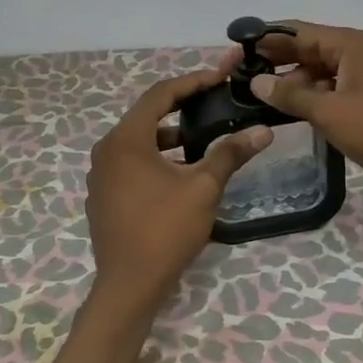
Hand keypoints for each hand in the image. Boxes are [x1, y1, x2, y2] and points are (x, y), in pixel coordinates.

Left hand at [85, 66, 273, 315]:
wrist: (129, 285)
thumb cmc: (165, 229)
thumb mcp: (203, 188)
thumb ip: (230, 154)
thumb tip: (262, 131)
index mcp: (126, 139)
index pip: (160, 94)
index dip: (192, 82)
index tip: (220, 78)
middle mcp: (106, 150)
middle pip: (146, 115)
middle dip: (181, 106)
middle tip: (213, 101)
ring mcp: (101, 175)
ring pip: (138, 141)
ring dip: (169, 135)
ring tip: (201, 137)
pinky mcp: (103, 196)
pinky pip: (130, 163)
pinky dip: (155, 157)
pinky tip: (179, 171)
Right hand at [247, 21, 362, 210]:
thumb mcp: (329, 111)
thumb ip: (290, 94)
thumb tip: (256, 81)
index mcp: (352, 44)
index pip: (300, 32)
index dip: (268, 38)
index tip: (237, 48)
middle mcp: (358, 54)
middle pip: (309, 50)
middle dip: (277, 60)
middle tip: (240, 74)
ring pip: (319, 73)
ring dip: (292, 83)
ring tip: (257, 96)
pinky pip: (331, 92)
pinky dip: (310, 98)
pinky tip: (287, 111)